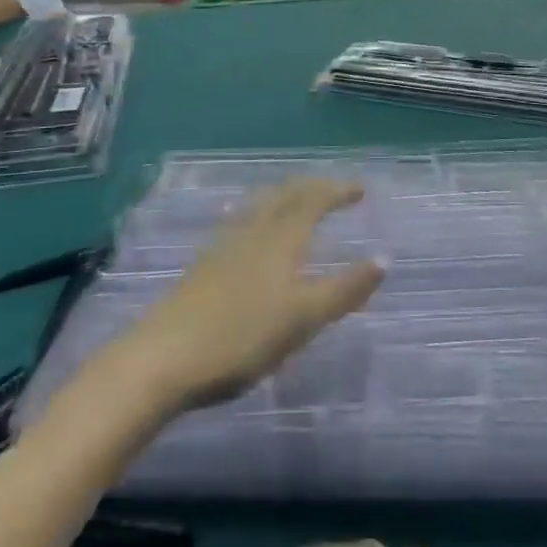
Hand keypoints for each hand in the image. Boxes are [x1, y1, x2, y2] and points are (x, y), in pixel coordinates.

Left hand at [111, 179, 382, 410]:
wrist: (162, 359)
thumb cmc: (241, 337)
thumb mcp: (302, 318)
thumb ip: (344, 290)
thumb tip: (383, 259)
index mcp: (280, 240)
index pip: (313, 201)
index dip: (337, 191)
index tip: (360, 188)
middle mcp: (252, 233)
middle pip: (284, 197)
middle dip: (311, 188)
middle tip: (332, 189)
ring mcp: (223, 248)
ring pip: (259, 208)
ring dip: (284, 199)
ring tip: (294, 201)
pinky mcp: (204, 268)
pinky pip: (240, 225)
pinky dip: (259, 217)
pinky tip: (249, 234)